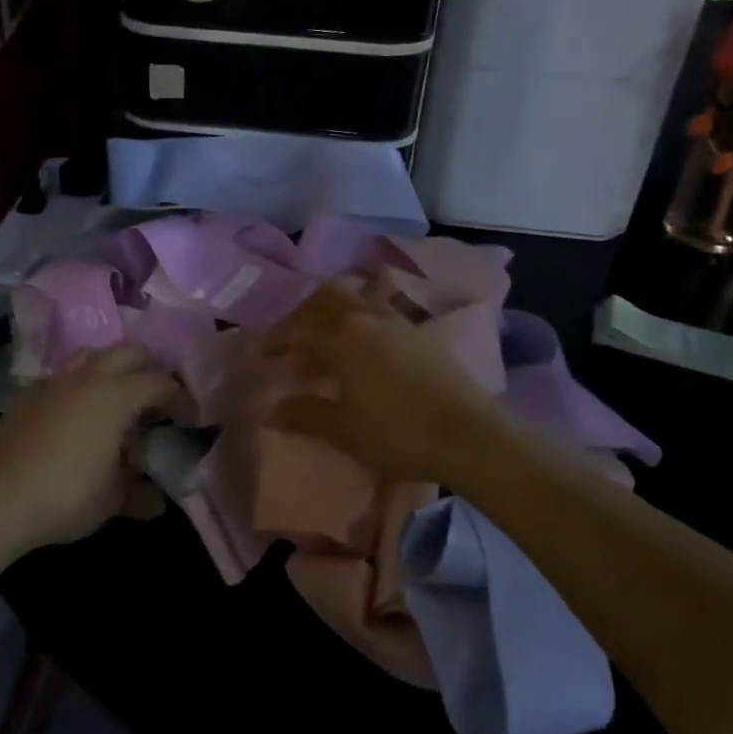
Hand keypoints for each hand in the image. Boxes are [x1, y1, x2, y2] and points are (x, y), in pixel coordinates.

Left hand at [0, 343, 179, 549]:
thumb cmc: (65, 497)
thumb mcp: (112, 500)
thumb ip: (140, 494)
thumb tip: (158, 500)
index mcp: (115, 396)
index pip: (161, 383)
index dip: (181, 399)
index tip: (190, 420)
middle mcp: (87, 378)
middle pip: (129, 352)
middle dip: (150, 370)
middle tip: (157, 402)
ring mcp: (53, 383)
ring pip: (92, 355)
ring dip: (113, 369)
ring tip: (118, 399)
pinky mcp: (27, 395)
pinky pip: (63, 376)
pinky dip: (81, 385)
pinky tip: (78, 416)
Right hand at [262, 283, 502, 485]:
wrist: (470, 435)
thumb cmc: (398, 433)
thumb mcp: (344, 430)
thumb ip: (306, 415)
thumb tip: (271, 409)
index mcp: (344, 336)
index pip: (300, 327)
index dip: (277, 338)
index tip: (263, 353)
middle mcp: (369, 318)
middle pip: (328, 298)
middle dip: (305, 313)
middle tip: (293, 338)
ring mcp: (399, 322)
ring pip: (357, 301)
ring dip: (335, 314)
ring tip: (327, 343)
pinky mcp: (422, 334)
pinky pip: (381, 314)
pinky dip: (362, 322)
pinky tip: (364, 351)